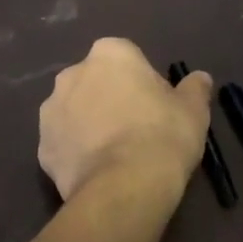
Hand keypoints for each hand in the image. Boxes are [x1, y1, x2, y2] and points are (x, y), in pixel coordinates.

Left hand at [39, 39, 213, 205]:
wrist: (124, 187)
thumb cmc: (163, 135)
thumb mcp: (193, 110)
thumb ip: (194, 89)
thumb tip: (200, 78)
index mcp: (109, 54)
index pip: (128, 59)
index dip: (143, 82)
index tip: (157, 106)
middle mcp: (72, 74)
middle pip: (95, 81)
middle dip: (110, 98)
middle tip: (136, 129)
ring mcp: (51, 111)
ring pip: (74, 111)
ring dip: (89, 124)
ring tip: (115, 154)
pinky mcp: (42, 148)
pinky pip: (63, 144)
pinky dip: (76, 153)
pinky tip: (97, 172)